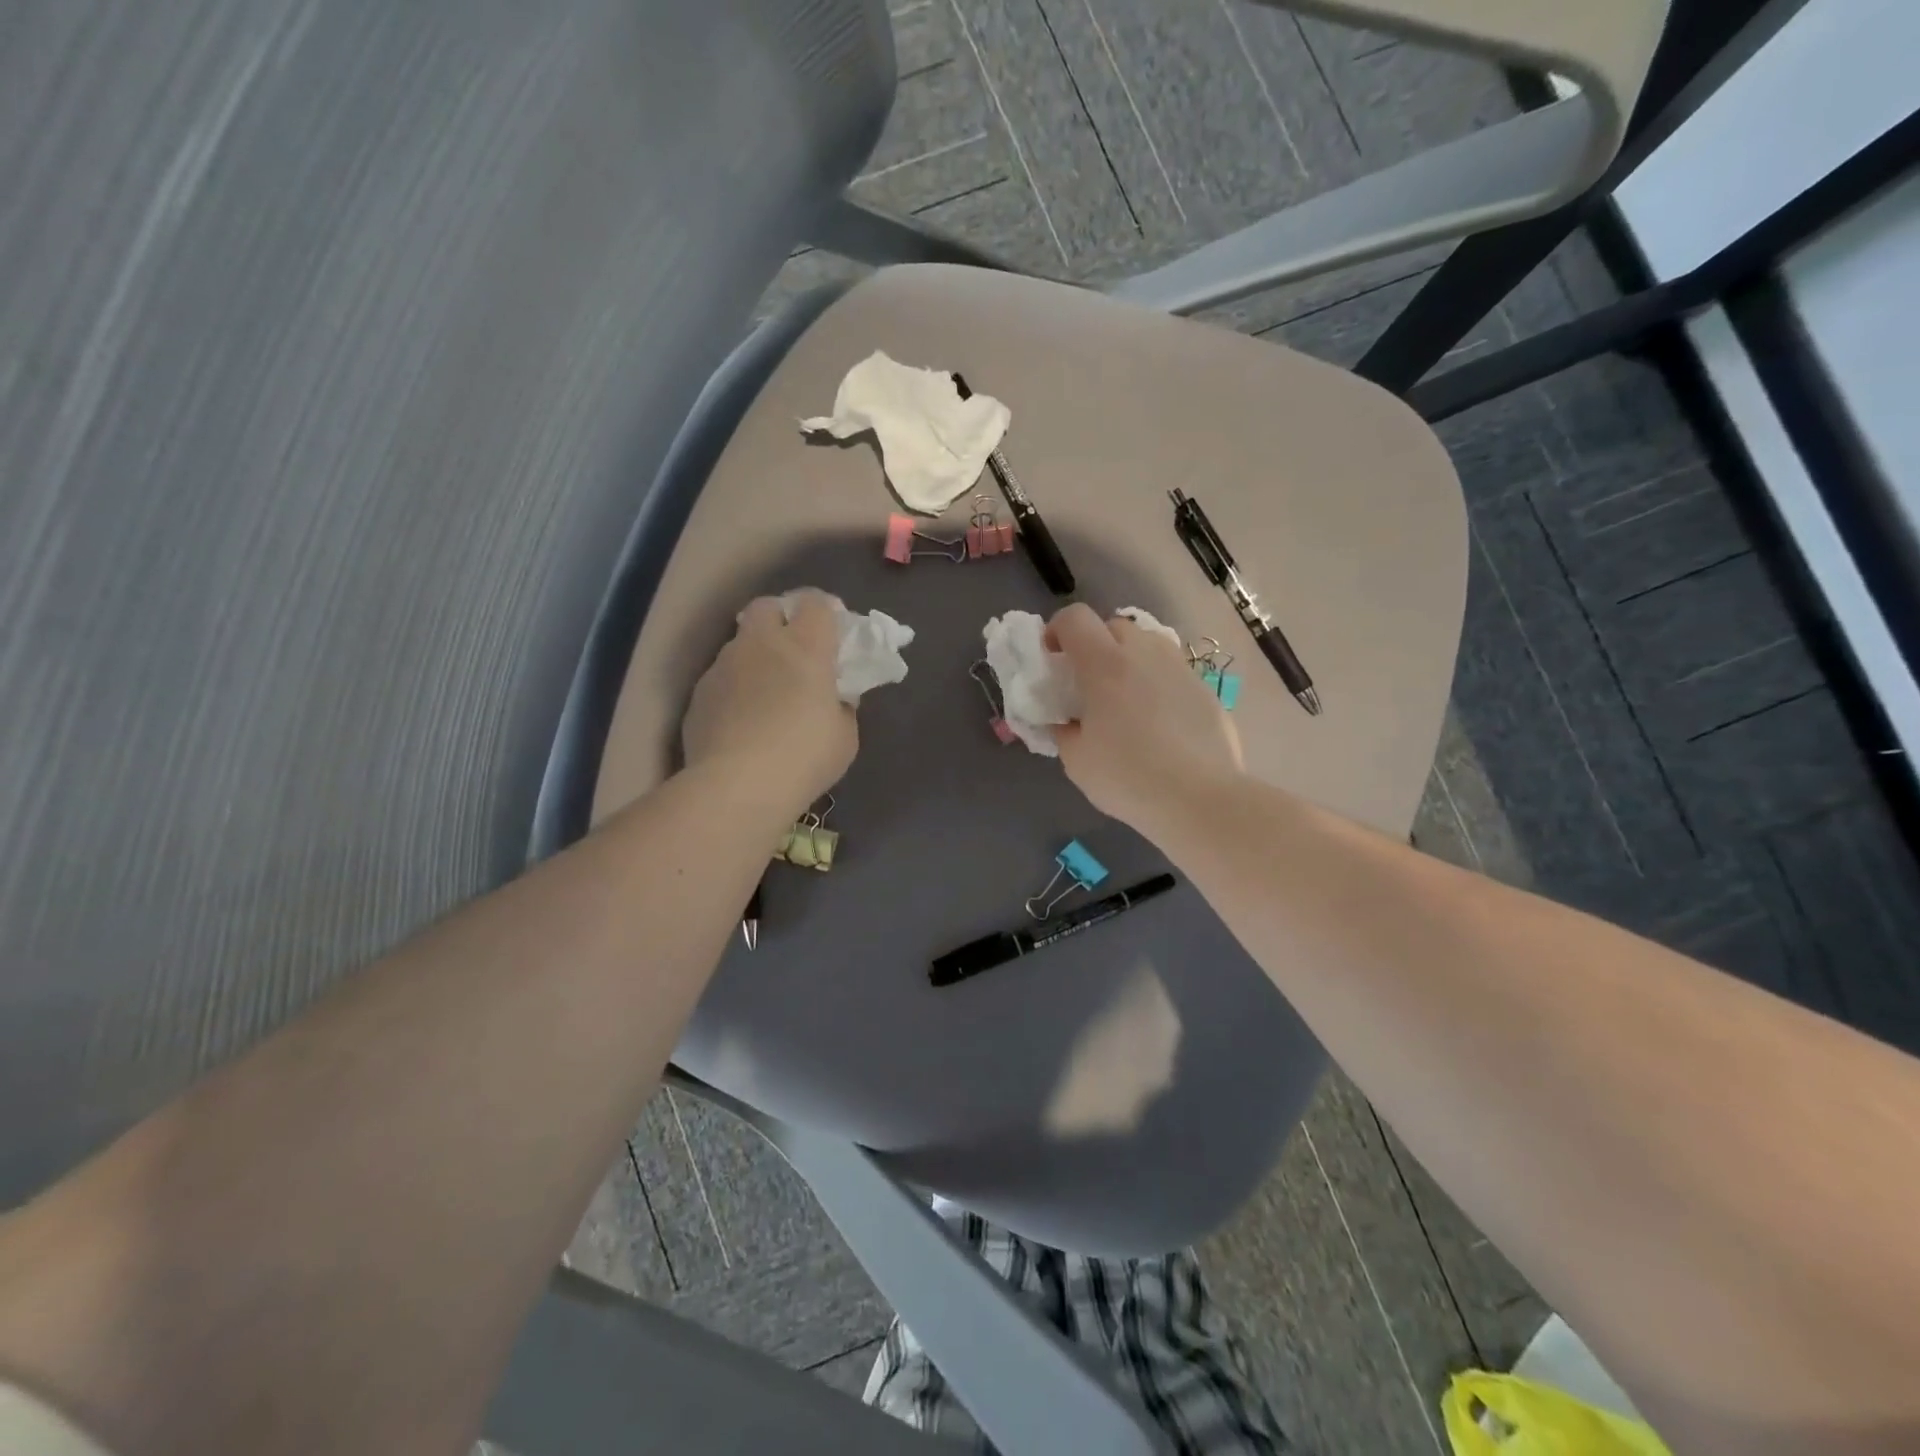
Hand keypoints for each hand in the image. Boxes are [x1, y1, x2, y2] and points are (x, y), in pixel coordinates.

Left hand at [682, 590, 856, 819]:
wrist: (737, 786)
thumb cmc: (804, 757)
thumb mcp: (844, 736)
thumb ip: (841, 706)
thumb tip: (832, 698)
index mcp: (805, 647)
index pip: (816, 602)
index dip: (826, 612)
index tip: (834, 632)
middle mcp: (760, 644)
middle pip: (767, 606)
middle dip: (781, 618)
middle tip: (795, 650)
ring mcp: (723, 666)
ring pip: (740, 643)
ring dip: (755, 656)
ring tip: (766, 692)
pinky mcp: (699, 694)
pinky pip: (721, 678)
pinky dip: (735, 688)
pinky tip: (741, 720)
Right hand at [1048, 603, 1242, 833]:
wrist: (1200, 799)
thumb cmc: (1128, 778)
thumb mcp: (1077, 760)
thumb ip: (1064, 730)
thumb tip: (1067, 722)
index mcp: (1104, 665)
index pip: (1074, 618)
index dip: (1057, 630)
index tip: (1052, 658)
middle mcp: (1144, 654)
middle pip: (1114, 626)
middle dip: (1096, 645)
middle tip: (1089, 683)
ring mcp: (1180, 668)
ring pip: (1148, 645)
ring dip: (1130, 660)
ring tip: (1126, 698)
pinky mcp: (1205, 689)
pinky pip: (1173, 672)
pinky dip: (1158, 684)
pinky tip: (1160, 722)